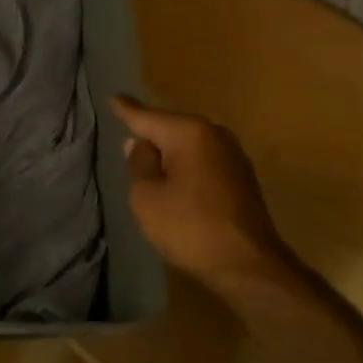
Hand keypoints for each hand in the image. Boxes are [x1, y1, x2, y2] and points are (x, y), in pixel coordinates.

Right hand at [112, 96, 281, 288]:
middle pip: (171, 128)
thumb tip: (139, 144)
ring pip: (189, 145)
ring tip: (148, 160)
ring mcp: (232, 155)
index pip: (147, 117)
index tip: (114, 97)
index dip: (127, 110)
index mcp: (189, 133)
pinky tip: (176, 179)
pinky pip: (203, 161)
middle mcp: (214, 134)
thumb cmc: (189, 227)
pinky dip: (186, 167)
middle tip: (128, 136)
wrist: (248, 265)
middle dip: (151, 133)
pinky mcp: (241, 177)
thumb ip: (139, 164)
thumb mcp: (146, 196)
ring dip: (170, 152)